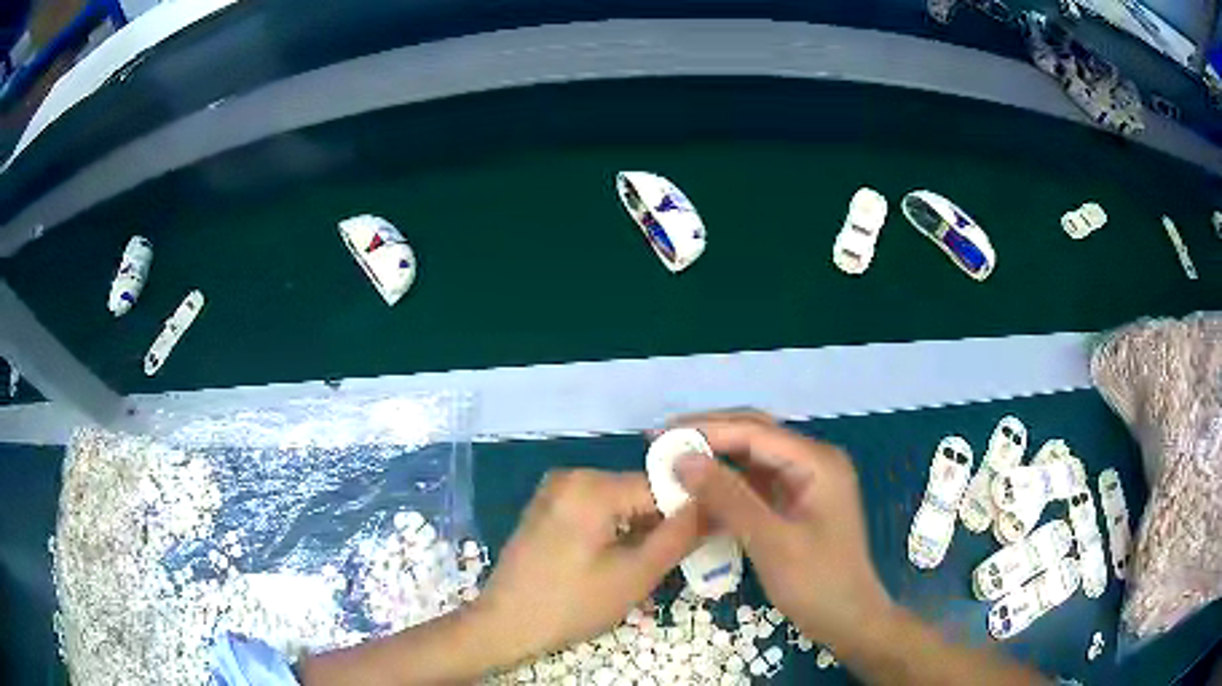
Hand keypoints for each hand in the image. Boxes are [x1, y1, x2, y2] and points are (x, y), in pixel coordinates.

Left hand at [471, 469, 700, 661]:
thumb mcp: (635, 575)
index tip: (706, 538)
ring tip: (642, 565)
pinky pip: (596, 508)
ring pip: (619, 501)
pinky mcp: (547, 507)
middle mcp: (572, 475)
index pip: (662, 485)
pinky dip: (614, 529)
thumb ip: (679, 536)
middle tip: (671, 561)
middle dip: (661, 522)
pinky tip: (614, 560)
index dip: (689, 512)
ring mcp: (555, 490)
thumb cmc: (570, 604)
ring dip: (639, 528)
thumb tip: (715, 506)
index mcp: (591, 485)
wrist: (504, 624)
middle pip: (639, 491)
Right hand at [671, 412, 892, 650]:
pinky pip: (755, 484)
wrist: (848, 620)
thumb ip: (728, 497)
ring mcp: (805, 482)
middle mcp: (812, 461)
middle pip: (754, 435)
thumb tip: (682, 458)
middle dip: (708, 436)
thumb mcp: (771, 541)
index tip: (660, 436)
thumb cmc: (817, 582)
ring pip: (752, 458)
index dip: (705, 429)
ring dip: (715, 459)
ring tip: (672, 463)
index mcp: (817, 461)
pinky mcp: (795, 503)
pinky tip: (698, 492)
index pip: (754, 431)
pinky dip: (726, 486)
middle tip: (661, 442)